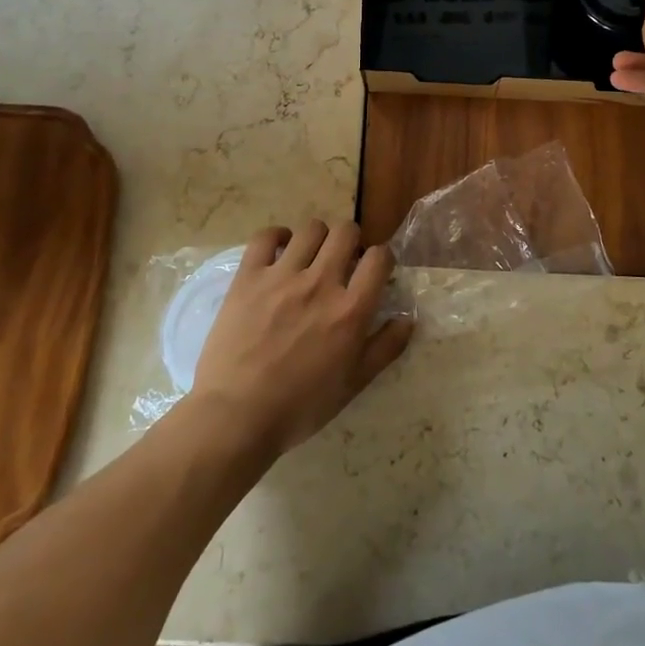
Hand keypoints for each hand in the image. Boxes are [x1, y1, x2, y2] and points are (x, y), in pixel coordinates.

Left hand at [190, 219, 412, 456]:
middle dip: (351, 241)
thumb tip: (408, 318)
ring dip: (318, 239)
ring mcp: (282, 276)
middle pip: (346, 232)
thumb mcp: (353, 384)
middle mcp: (320, 283)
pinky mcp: (248, 276)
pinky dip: (277, 237)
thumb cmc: (300, 406)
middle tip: (342, 261)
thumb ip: (385, 348)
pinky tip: (279, 252)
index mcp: (350, 310)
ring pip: (311, 229)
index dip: (381, 259)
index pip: (379, 257)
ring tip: (310, 258)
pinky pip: (266, 237)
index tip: (373, 271)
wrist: (236, 416)